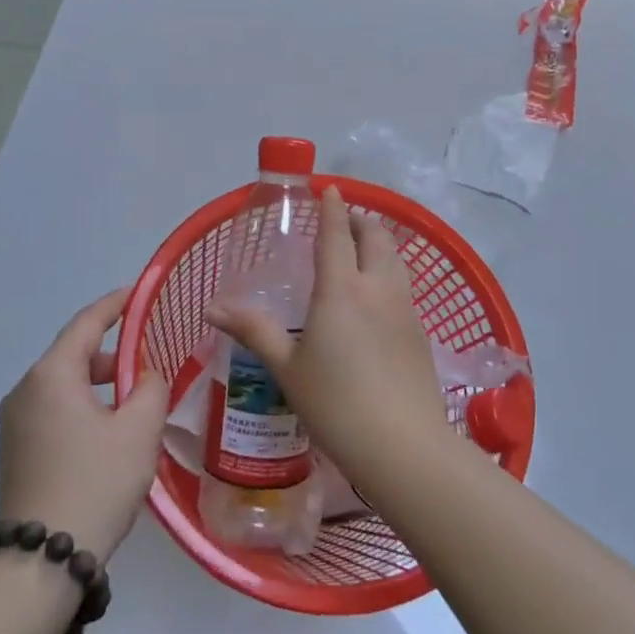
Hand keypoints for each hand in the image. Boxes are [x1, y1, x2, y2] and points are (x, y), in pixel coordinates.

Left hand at [0, 289, 168, 560]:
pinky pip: (54, 410)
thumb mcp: (139, 429)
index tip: (141, 292)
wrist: (43, 559)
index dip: (116, 304)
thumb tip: (144, 377)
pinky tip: (110, 431)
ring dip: (100, 383)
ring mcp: (15, 422)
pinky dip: (84, 406)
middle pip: (73, 353)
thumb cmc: (96, 481)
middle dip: (113, 352)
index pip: (87, 323)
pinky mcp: (16, 450)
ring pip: (64, 384)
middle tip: (150, 359)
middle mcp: (25, 390)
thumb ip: (150, 388)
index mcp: (51, 375)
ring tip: (136, 400)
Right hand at [208, 188, 448, 491]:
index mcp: (341, 289)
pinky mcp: (421, 333)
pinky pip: (404, 288)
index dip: (333, 208)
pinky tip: (379, 298)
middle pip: (377, 239)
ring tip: (364, 251)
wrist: (402, 444)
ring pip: (396, 261)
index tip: (330, 189)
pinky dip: (390, 275)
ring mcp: (405, 310)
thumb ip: (254, 331)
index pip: (337, 234)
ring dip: (380, 245)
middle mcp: (378, 289)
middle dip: (362, 221)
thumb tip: (213, 308)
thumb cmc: (335, 403)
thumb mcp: (287, 368)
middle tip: (347, 220)